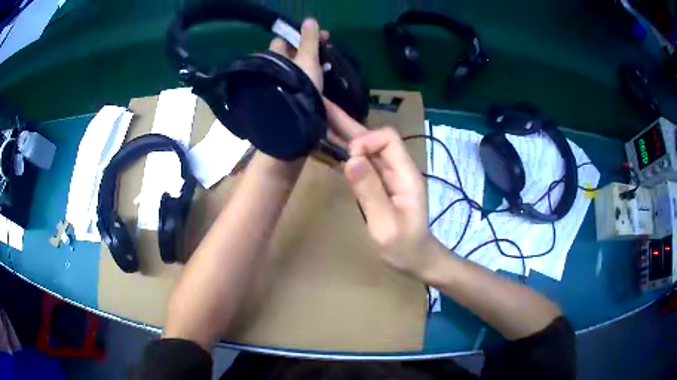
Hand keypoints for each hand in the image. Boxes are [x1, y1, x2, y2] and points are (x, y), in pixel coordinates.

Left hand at [268, 18, 327, 91]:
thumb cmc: (299, 81)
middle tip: (326, 50)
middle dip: (308, 49)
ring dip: (310, 63)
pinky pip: (298, 79)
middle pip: (290, 53)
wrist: (293, 114)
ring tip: (326, 66)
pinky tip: (320, 79)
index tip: (321, 37)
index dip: (301, 35)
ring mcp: (279, 81)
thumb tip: (309, 20)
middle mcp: (273, 67)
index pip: (283, 40)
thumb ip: (309, 39)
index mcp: (274, 56)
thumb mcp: (307, 57)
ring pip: (295, 67)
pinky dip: (308, 76)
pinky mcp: (287, 93)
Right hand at [327, 102, 441, 278]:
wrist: (416, 258)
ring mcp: (389, 175)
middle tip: (323, 105)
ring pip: (366, 147)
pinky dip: (345, 150)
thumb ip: (371, 193)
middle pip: (375, 137)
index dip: (366, 141)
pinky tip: (330, 143)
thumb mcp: (387, 226)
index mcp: (406, 174)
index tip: (350, 157)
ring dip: (344, 133)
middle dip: (348, 123)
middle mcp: (398, 168)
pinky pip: (362, 160)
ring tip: (320, 118)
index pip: (387, 140)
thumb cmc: (404, 247)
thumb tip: (351, 159)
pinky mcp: (380, 182)